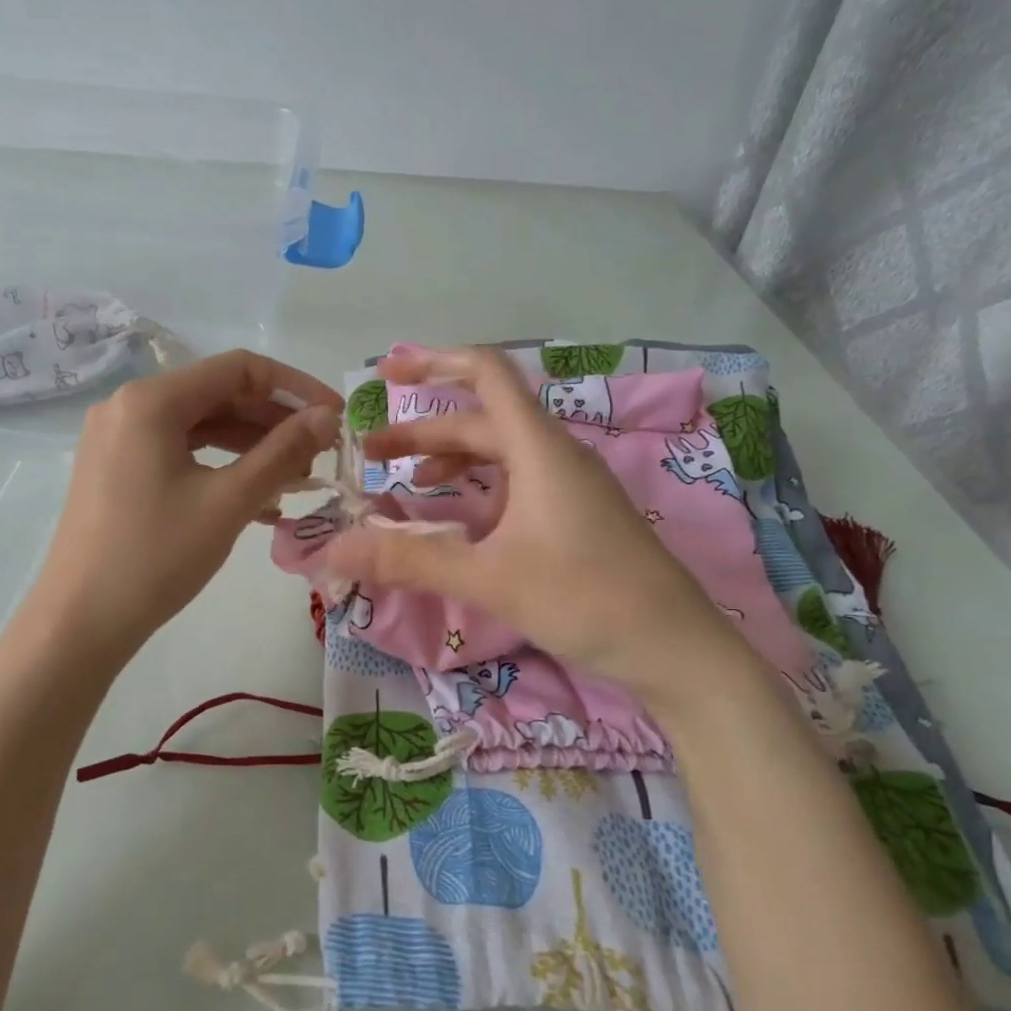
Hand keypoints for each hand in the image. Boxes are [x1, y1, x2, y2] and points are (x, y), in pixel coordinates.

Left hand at [26, 350, 341, 657]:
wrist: (81, 621)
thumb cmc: (157, 556)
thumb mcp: (229, 501)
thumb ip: (283, 451)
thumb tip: (327, 417)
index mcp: (152, 400)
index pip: (239, 369)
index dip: (295, 387)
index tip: (335, 414)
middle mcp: (129, 405)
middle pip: (218, 394)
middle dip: (274, 421)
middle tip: (319, 453)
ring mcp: (118, 438)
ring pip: (201, 425)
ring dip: (251, 446)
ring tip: (296, 478)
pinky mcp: (116, 468)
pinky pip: (180, 452)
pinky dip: (220, 466)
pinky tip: (257, 500)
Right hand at [322, 346, 742, 693]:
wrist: (677, 648)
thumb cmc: (586, 599)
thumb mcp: (489, 578)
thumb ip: (409, 560)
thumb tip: (333, 550)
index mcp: (539, 449)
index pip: (486, 373)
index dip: (433, 362)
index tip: (387, 372)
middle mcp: (555, 456)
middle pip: (482, 420)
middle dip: (423, 431)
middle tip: (371, 455)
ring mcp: (570, 486)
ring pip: (500, 454)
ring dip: (451, 459)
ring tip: (409, 484)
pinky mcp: (577, 516)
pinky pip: (517, 484)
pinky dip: (479, 489)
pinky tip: (460, 522)